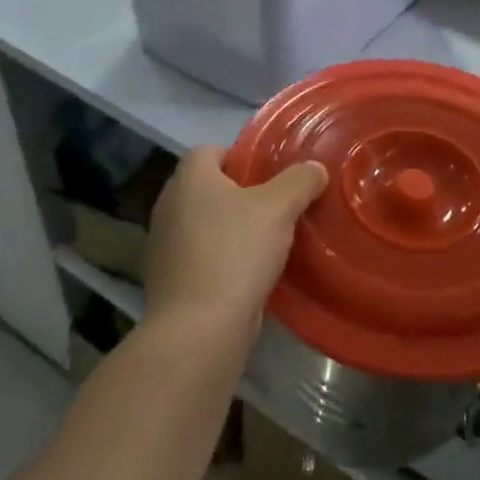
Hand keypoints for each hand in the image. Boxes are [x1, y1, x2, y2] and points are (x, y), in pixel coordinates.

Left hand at [143, 147, 326, 344]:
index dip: (242, 157)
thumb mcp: (279, 208)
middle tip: (279, 206)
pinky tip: (251, 274)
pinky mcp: (170, 281)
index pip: (211, 150)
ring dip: (232, 229)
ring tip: (270, 241)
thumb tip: (315, 169)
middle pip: (209, 188)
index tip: (272, 175)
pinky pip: (202, 257)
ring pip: (206, 224)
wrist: (199, 328)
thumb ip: (299, 181)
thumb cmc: (236, 252)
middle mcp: (168, 206)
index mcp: (188, 179)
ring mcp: (164, 246)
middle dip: (242, 195)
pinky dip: (223, 259)